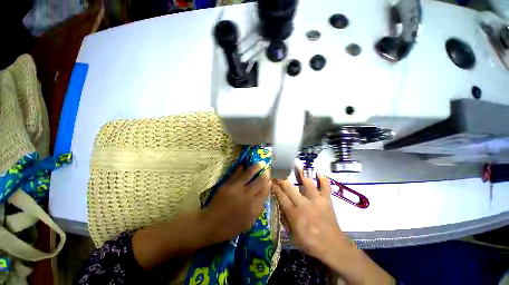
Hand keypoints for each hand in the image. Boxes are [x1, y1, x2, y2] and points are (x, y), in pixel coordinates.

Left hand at [204, 162, 270, 242]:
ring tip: (259, 163)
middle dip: (264, 175)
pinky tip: (244, 164)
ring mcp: (237, 188)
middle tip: (266, 170)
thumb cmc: (230, 227)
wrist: (211, 224)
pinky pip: (236, 174)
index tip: (269, 180)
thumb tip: (264, 196)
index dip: (268, 184)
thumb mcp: (248, 223)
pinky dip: (241, 169)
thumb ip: (258, 210)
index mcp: (254, 207)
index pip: (265, 192)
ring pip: (249, 174)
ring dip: (255, 167)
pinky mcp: (227, 185)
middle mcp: (247, 196)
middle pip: (259, 182)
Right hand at [274, 168, 393, 284]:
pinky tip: (319, 172)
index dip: (275, 187)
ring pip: (308, 183)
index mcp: (294, 214)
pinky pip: (326, 187)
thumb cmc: (310, 243)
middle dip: (282, 178)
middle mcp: (304, 204)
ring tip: (297, 163)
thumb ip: (284, 219)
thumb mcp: (292, 235)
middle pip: (290, 187)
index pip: (281, 196)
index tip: (271, 179)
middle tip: (278, 170)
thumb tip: (278, 205)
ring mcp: (316, 201)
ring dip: (302, 173)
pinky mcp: (327, 201)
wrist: (333, 247)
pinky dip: (323, 179)